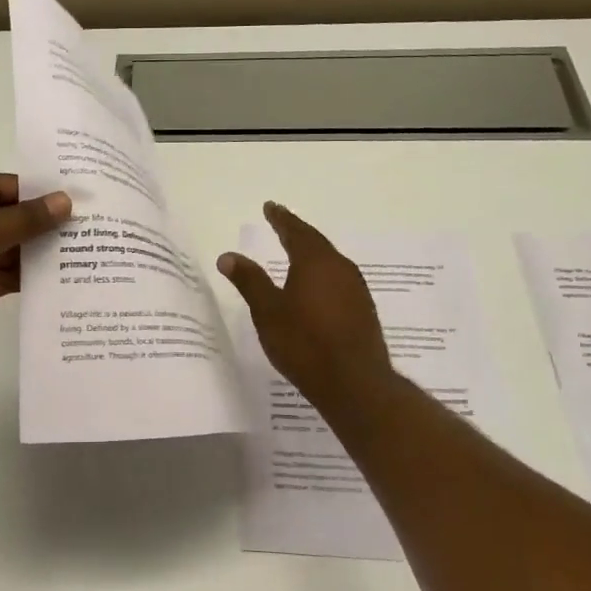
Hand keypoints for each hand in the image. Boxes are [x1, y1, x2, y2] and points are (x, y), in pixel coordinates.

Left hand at [0, 174, 70, 378]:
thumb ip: (23, 219)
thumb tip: (64, 200)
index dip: (25, 189)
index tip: (63, 194)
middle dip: (34, 220)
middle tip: (77, 221)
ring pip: (3, 247)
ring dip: (33, 248)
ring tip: (74, 247)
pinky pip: (1, 274)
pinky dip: (24, 274)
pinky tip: (55, 275)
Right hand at [218, 202, 396, 416]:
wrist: (354, 383)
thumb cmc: (304, 343)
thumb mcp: (268, 311)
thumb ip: (249, 281)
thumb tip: (228, 256)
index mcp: (315, 261)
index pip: (295, 231)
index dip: (280, 218)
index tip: (270, 207)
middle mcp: (340, 268)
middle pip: (316, 243)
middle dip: (297, 232)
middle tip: (281, 224)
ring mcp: (356, 290)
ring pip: (330, 262)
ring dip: (312, 254)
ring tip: (296, 253)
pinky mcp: (363, 310)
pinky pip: (339, 280)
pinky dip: (322, 275)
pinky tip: (315, 287)